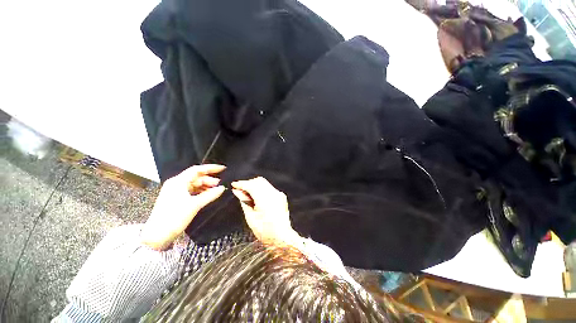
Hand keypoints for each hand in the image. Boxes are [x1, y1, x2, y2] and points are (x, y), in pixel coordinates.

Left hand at [140, 164, 225, 249]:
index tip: (223, 169)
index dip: (211, 168)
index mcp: (178, 182)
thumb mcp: (195, 205)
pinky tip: (207, 195)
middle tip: (220, 185)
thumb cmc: (174, 218)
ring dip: (205, 186)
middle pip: (196, 177)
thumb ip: (210, 195)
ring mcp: (175, 191)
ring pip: (194, 184)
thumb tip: (222, 188)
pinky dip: (200, 192)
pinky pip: (191, 191)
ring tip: (215, 191)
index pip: (197, 170)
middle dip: (209, 180)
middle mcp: (176, 184)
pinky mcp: (176, 198)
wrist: (157, 236)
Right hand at [231, 177, 299, 246]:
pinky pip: (269, 188)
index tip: (234, 185)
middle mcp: (274, 194)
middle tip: (239, 190)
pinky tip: (256, 197)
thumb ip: (244, 202)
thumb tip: (237, 192)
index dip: (242, 184)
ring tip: (247, 194)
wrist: (282, 237)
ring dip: (254, 185)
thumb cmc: (266, 232)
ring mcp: (279, 194)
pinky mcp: (281, 196)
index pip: (252, 185)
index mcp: (265, 199)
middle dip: (248, 183)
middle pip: (259, 181)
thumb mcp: (251, 218)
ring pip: (264, 183)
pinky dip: (261, 189)